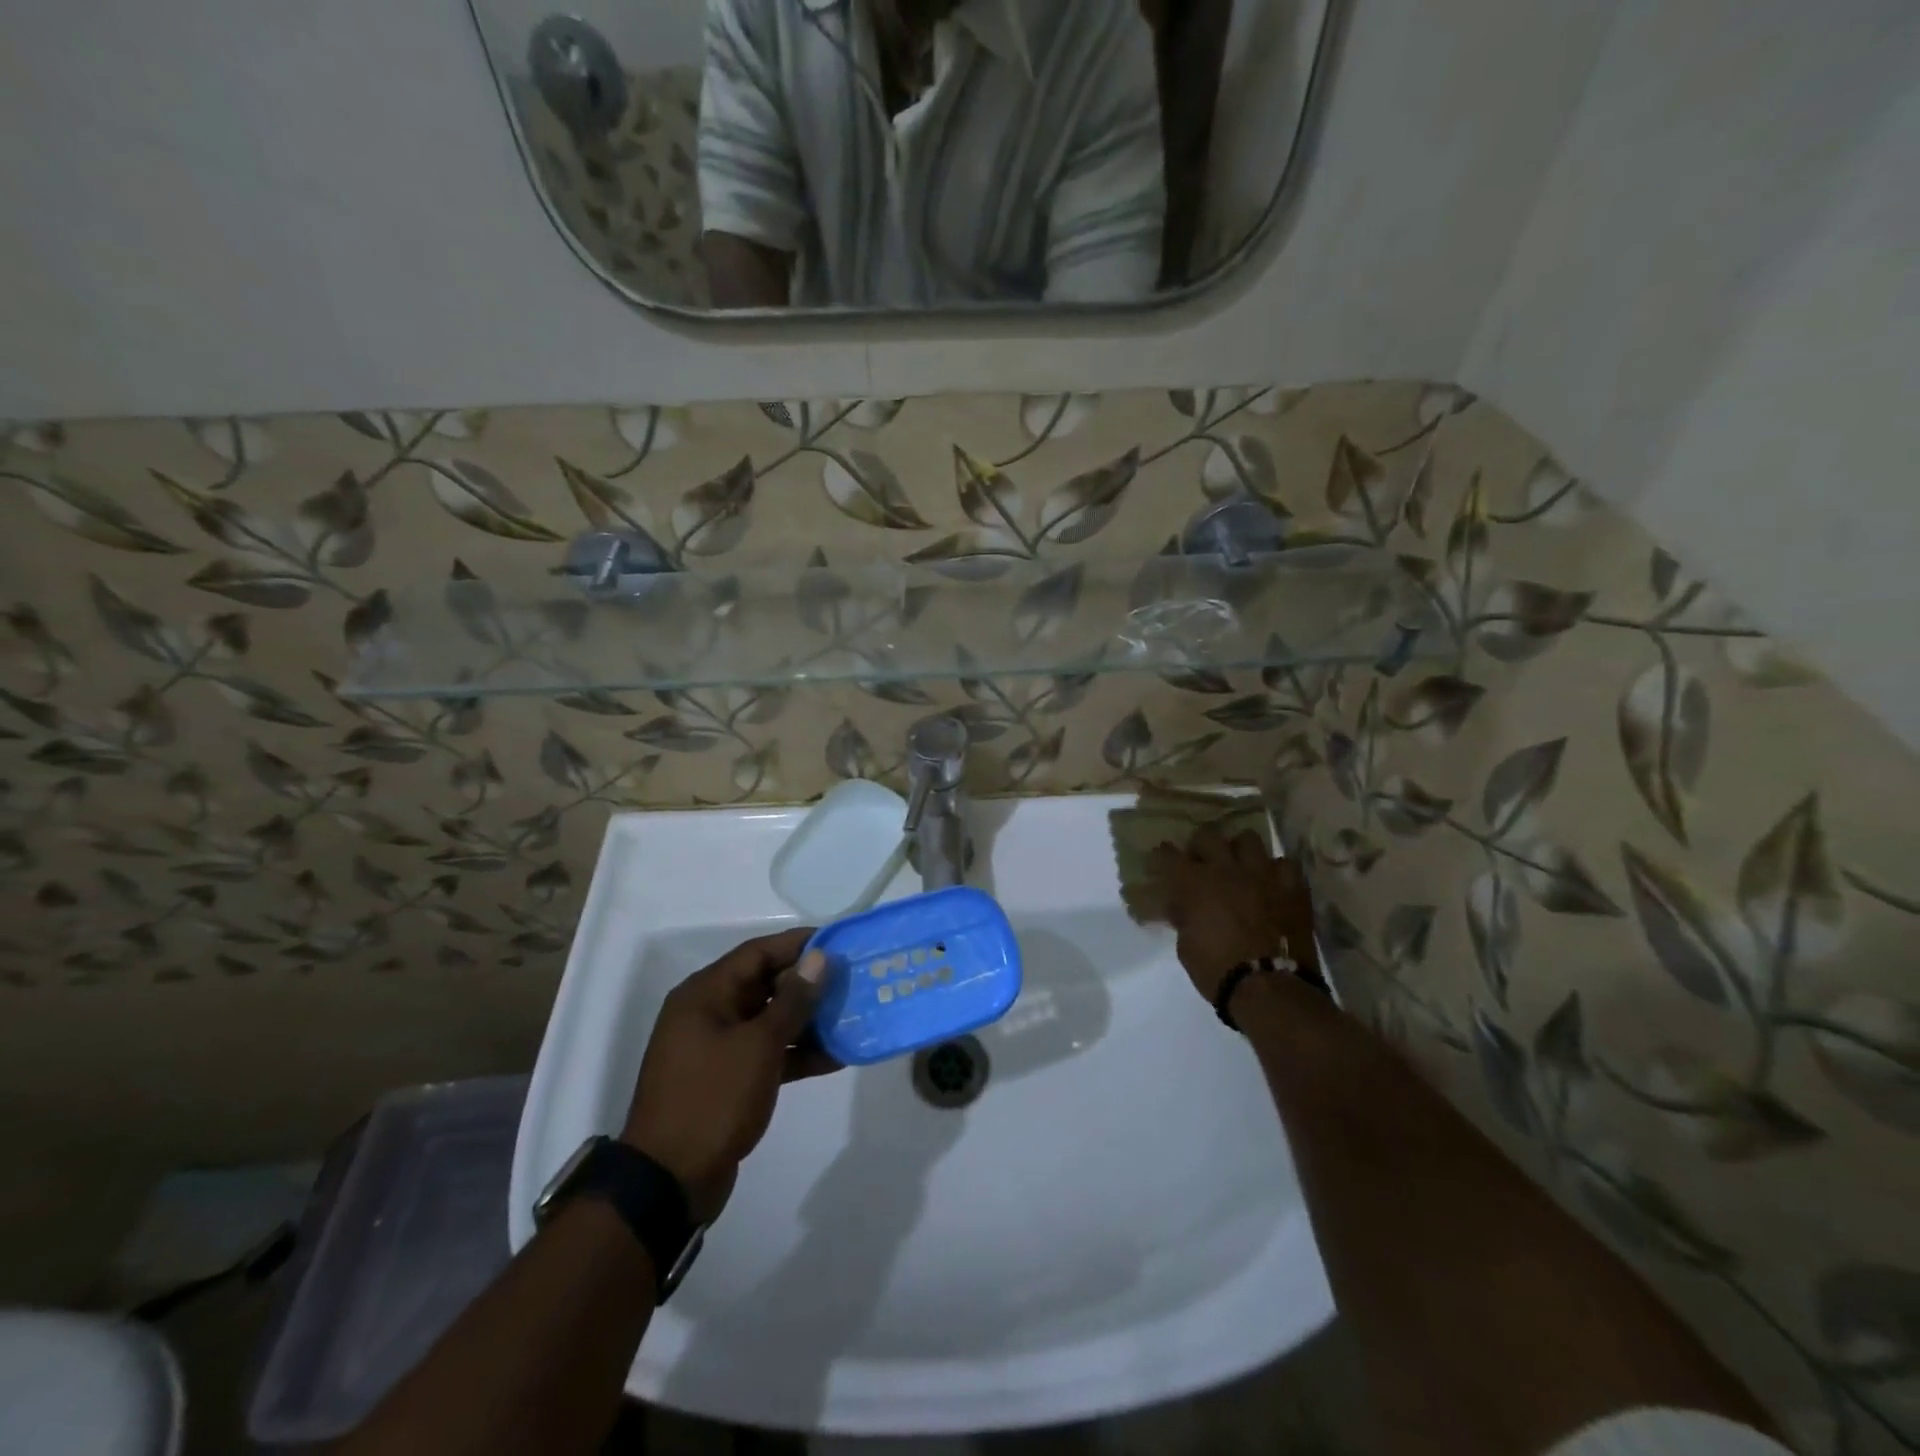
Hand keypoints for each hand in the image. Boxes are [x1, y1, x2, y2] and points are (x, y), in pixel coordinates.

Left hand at [621, 927, 839, 1223]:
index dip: (799, 944)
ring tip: (852, 1017)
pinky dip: (796, 1052)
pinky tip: (836, 1057)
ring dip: (808, 1020)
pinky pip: (767, 1052)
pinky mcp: (728, 1079)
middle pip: (765, 984)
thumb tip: (819, 958)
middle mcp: (709, 1013)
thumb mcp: (759, 1045)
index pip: (758, 953)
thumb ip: (793, 1000)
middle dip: (809, 983)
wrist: (669, 1182)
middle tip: (853, 981)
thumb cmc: (713, 1099)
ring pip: (770, 1020)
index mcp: (706, 994)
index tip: (839, 942)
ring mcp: (718, 1048)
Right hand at [1145, 827, 1317, 1002]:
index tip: (1160, 862)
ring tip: (1239, 867)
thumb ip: (1182, 917)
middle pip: (1207, 834)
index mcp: (1194, 883)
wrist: (1270, 988)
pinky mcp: (1291, 887)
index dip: (1161, 856)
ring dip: (1239, 851)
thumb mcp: (1185, 946)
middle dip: (1200, 845)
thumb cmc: (1217, 970)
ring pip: (1248, 839)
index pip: (1168, 854)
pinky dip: (1275, 871)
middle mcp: (1226, 869)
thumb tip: (1180, 905)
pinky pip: (1284, 863)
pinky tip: (1272, 884)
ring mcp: (1261, 874)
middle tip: (1201, 863)